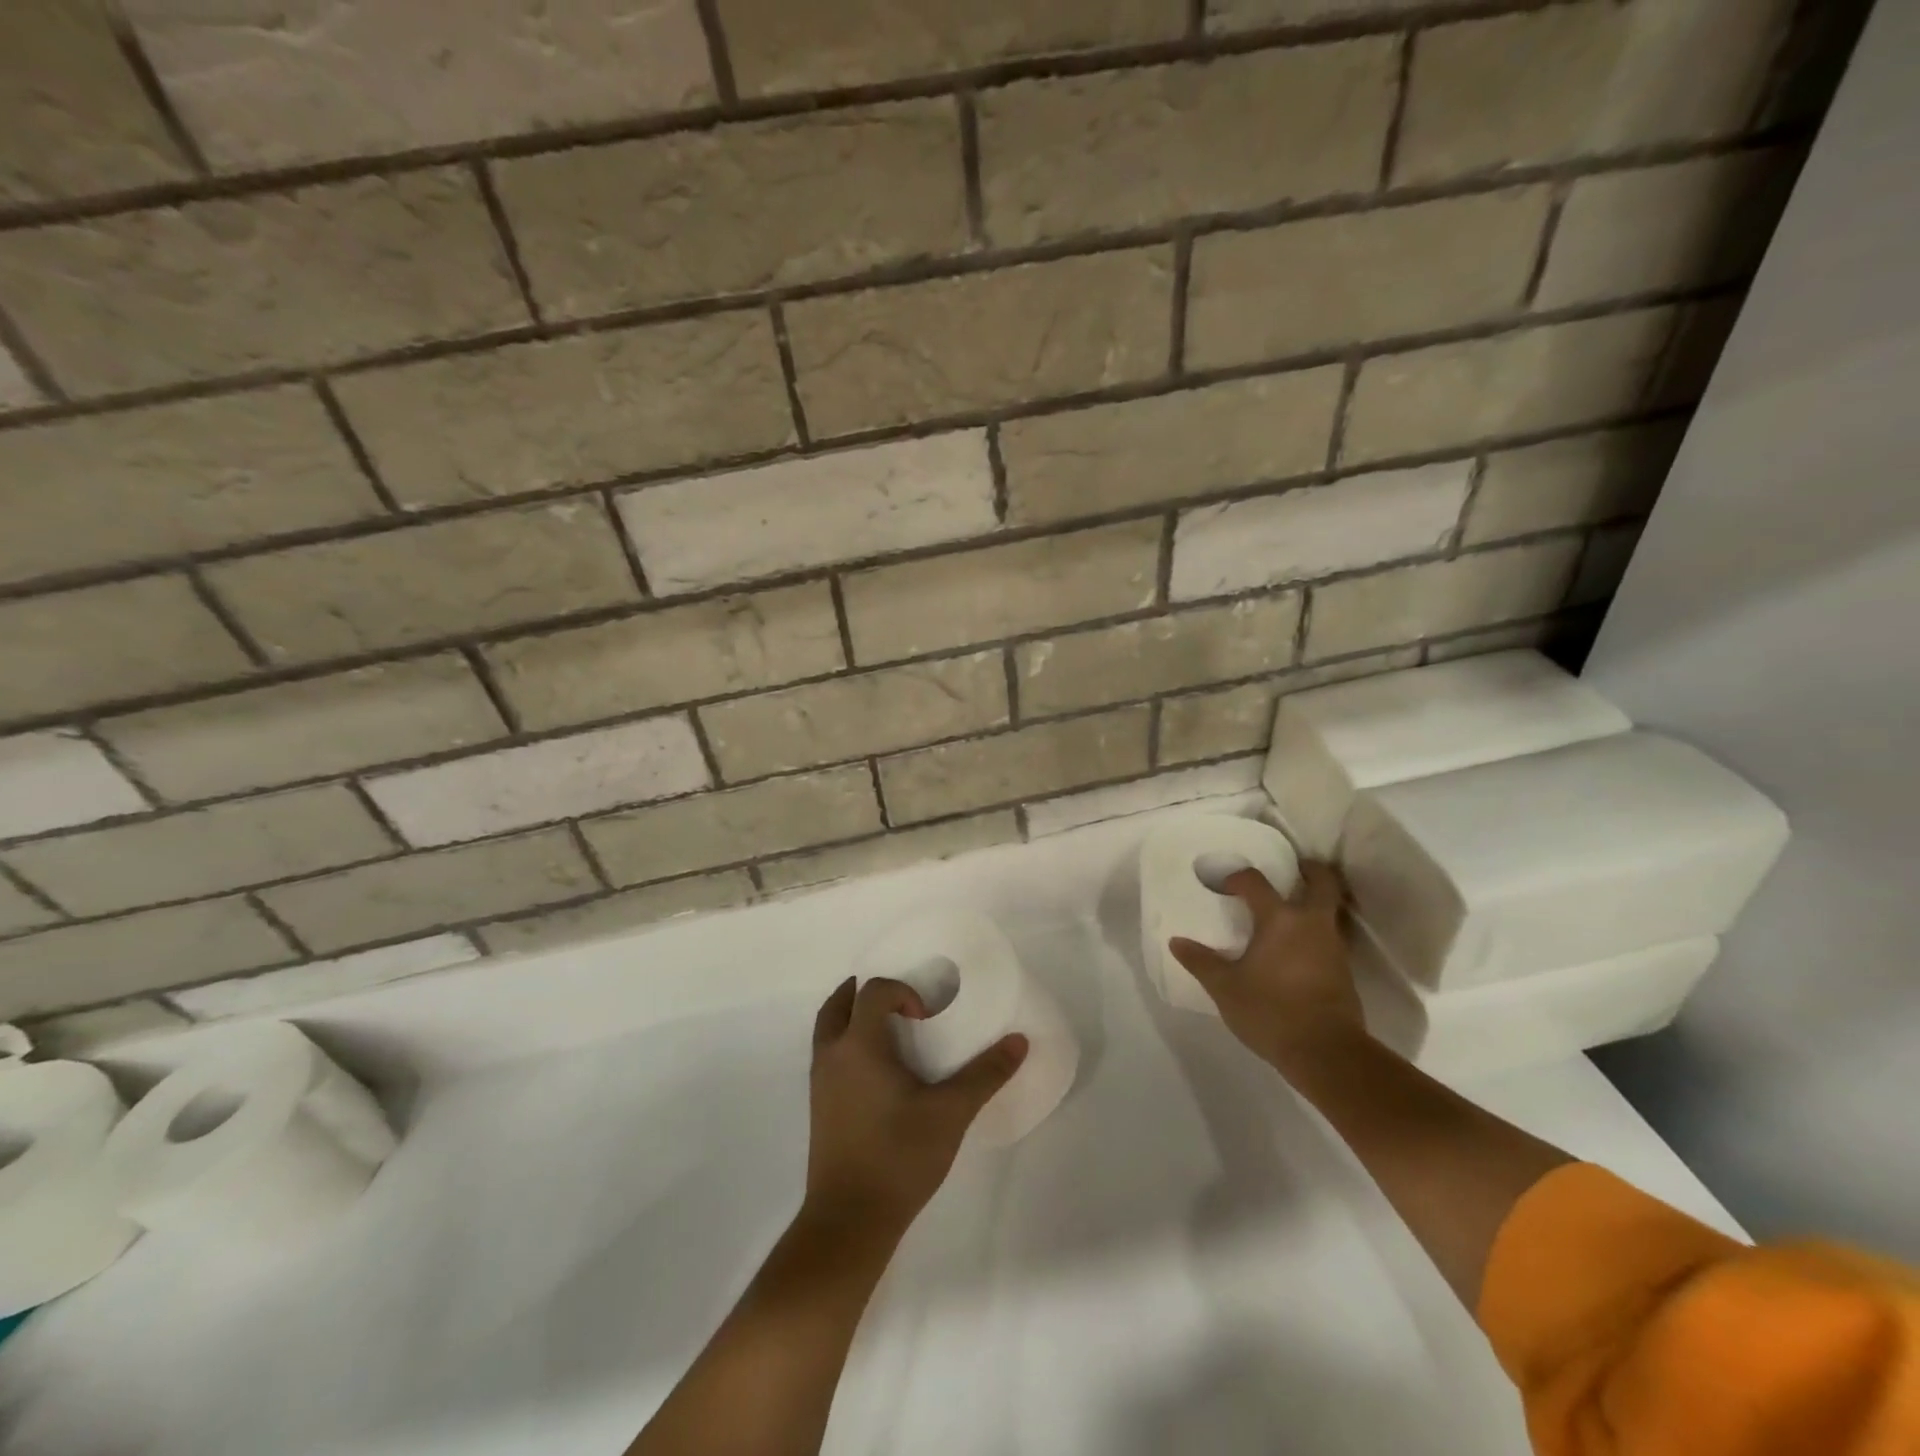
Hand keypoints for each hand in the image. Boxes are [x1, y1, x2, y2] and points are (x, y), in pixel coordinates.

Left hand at [803, 977, 1027, 1242]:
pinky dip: (845, 1042)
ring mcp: (819, 1081)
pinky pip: (827, 1053)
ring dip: (851, 1016)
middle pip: (839, 1003)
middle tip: (900, 1002)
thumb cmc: (899, 1157)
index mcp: (860, 1044)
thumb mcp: (951, 1113)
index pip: (874, 991)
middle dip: (866, 992)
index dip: (901, 991)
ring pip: (828, 1028)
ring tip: (887, 1028)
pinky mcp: (818, 1106)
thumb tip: (1019, 1041)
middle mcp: (833, 1054)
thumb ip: (985, 1074)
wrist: (849, 1220)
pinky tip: (875, 1070)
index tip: (925, 1018)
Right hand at [1169, 862, 1366, 1077]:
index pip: (1256, 883)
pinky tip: (1296, 949)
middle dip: (1310, 870)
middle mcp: (1312, 924)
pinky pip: (1329, 938)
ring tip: (1289, 911)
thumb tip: (1177, 942)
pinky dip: (1315, 933)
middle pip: (1322, 883)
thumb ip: (1201, 962)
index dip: (1238, 878)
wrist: (1327, 1054)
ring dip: (1313, 903)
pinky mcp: (1344, 972)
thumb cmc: (1271, 1012)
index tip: (1224, 884)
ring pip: (1328, 911)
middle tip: (1293, 868)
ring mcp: (1333, 947)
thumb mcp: (1225, 988)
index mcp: (1280, 920)